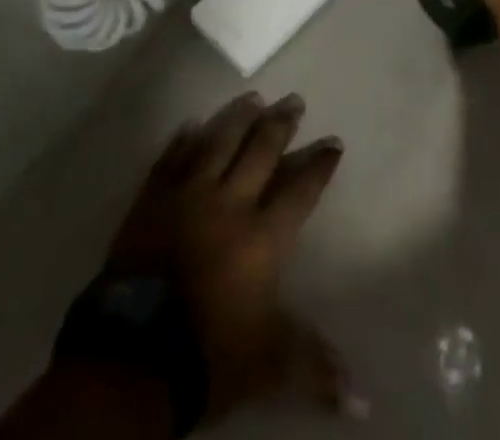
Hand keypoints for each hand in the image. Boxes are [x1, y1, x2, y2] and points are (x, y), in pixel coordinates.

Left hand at [104, 92, 360, 423]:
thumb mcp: (270, 362)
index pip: (299, 189)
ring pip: (218, 142)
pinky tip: (192, 123)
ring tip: (253, 96)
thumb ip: (316, 367)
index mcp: (262, 235)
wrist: (134, 354)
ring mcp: (187, 195)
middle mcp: (229, 202)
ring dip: (237, 117)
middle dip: (280, 124)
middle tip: (294, 100)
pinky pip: (171, 158)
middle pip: (260, 151)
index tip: (333, 142)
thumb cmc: (209, 353)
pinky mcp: (152, 199)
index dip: (318, 165)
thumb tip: (366, 402)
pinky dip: (183, 139)